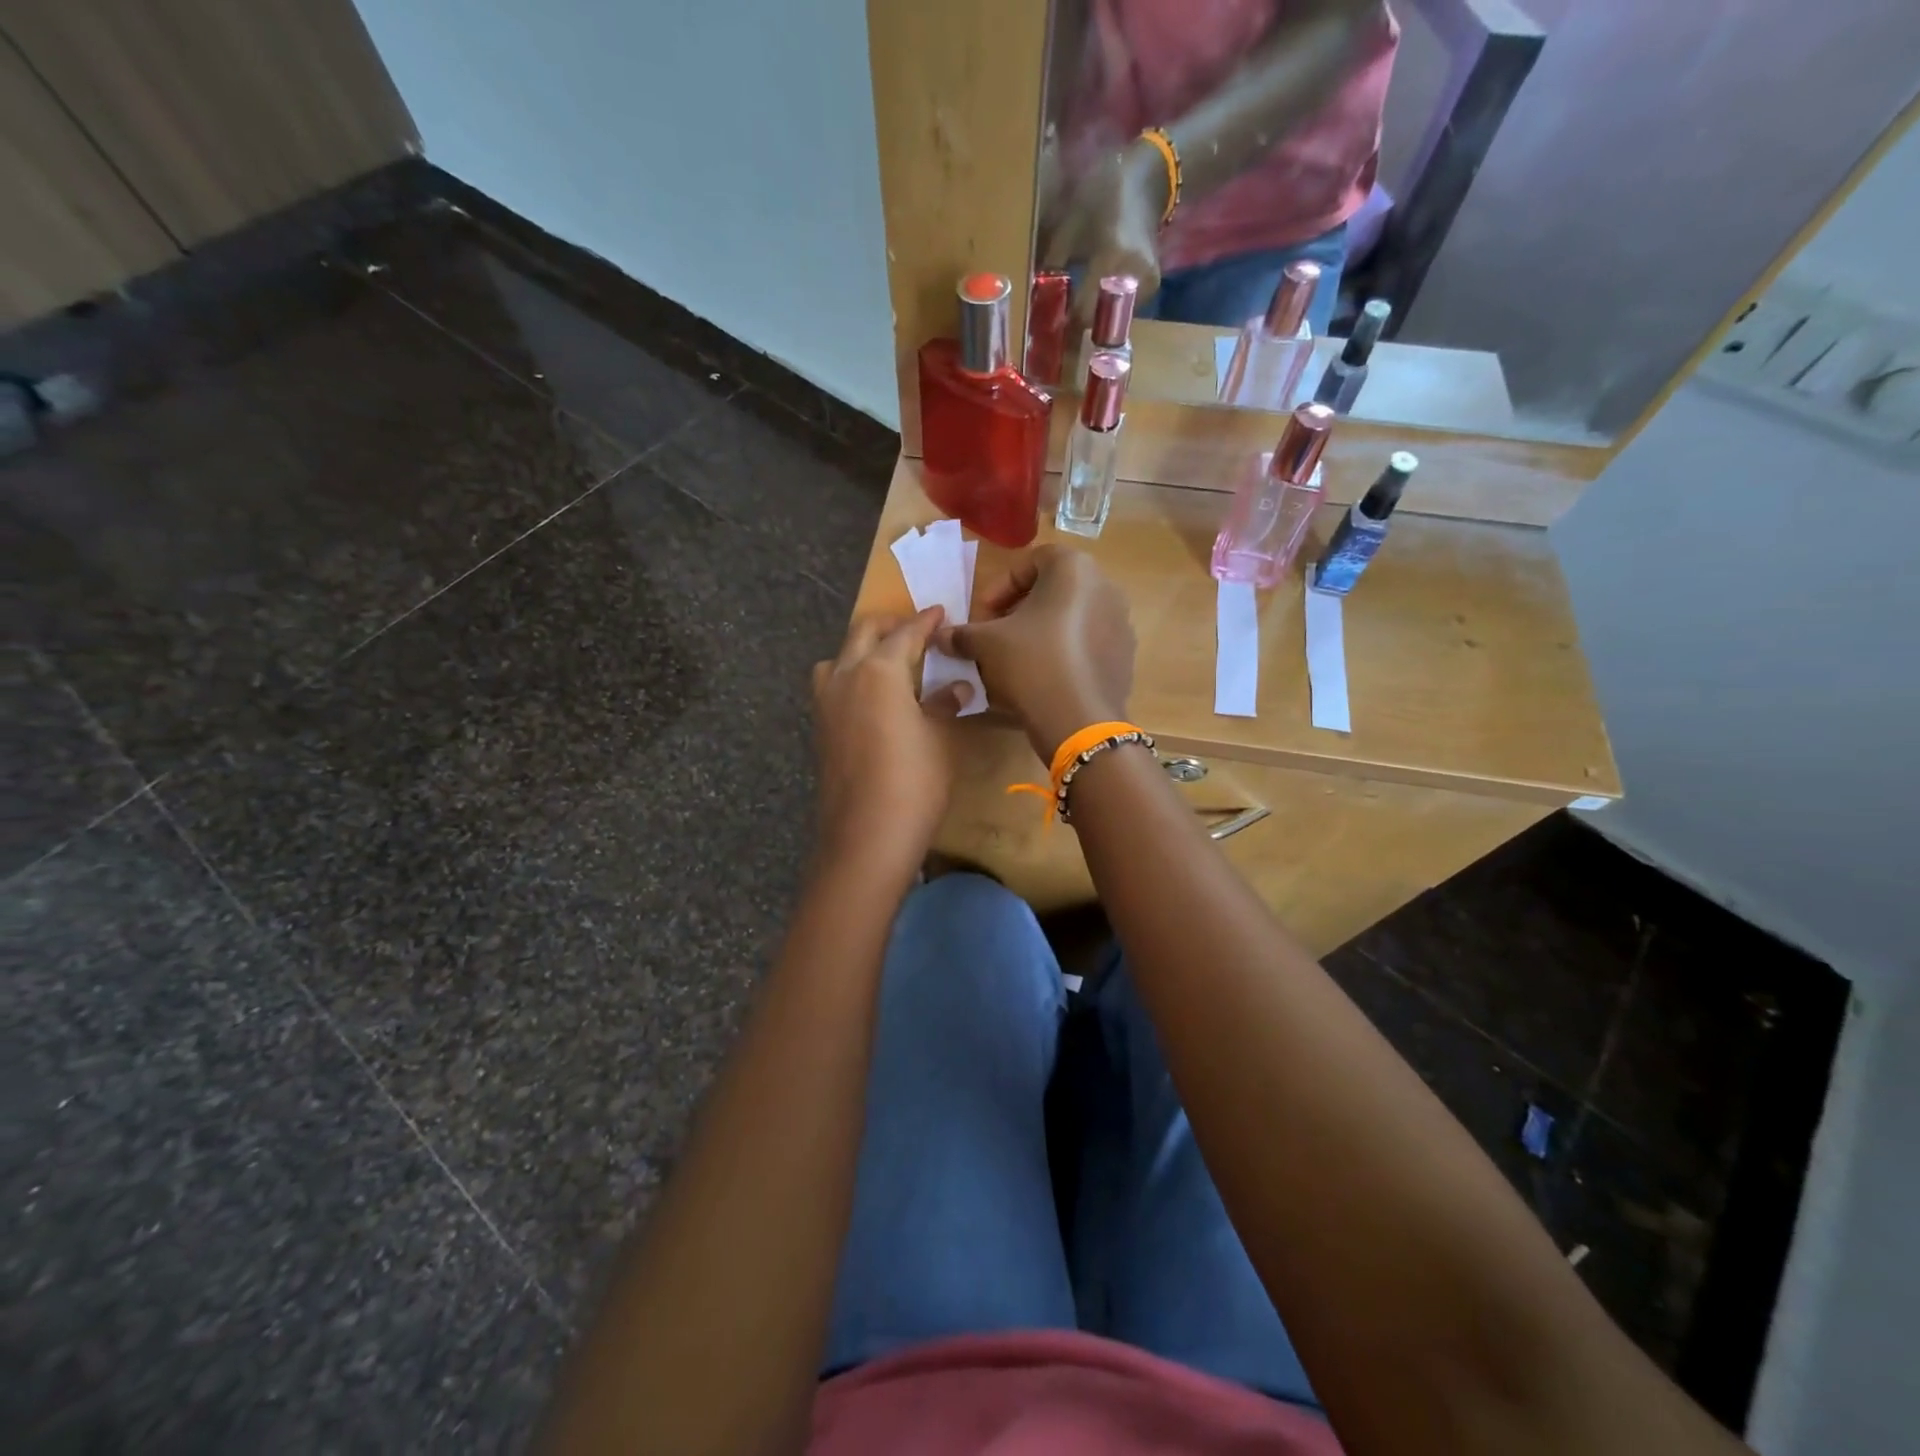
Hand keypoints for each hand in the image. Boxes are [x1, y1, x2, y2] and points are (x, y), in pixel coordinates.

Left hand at [811, 608, 968, 883]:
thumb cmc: (914, 783)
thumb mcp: (939, 740)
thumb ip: (945, 705)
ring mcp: (825, 702)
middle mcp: (845, 676)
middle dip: (890, 625)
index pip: (905, 633)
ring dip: (863, 649)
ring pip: (839, 657)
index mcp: (878, 670)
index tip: (941, 613)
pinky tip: (873, 698)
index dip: (926, 622)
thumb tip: (957, 688)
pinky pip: (833, 684)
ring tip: (890, 663)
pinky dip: (852, 676)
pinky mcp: (820, 728)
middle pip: (863, 633)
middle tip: (916, 630)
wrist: (865, 837)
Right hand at [936, 546, 1134, 762]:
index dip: (1002, 585)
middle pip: (1055, 589)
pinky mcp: (1124, 657)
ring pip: (1072, 618)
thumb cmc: (1031, 663)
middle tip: (998, 634)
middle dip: (1021, 609)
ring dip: (1043, 631)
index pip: (1033, 560)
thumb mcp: (986, 644)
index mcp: (1075, 569)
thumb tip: (940, 637)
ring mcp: (1120, 623)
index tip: (984, 614)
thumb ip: (962, 634)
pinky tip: (1044, 678)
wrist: (1078, 720)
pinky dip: (1064, 652)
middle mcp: (1105, 587)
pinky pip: (1088, 644)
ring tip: (1018, 659)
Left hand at [1042, 140, 1170, 327]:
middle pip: (1100, 321)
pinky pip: (1124, 310)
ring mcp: (1147, 283)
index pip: (1085, 312)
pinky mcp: (1152, 287)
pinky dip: (1108, 308)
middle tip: (1062, 317)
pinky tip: (1096, 295)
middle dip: (1079, 323)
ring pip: (1113, 319)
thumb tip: (1038, 301)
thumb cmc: (1103, 194)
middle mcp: (1134, 275)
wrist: (1147, 180)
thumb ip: (1054, 265)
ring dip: (1093, 317)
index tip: (1050, 323)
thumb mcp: (1069, 225)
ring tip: (1077, 304)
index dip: (1066, 322)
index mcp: (1112, 256)